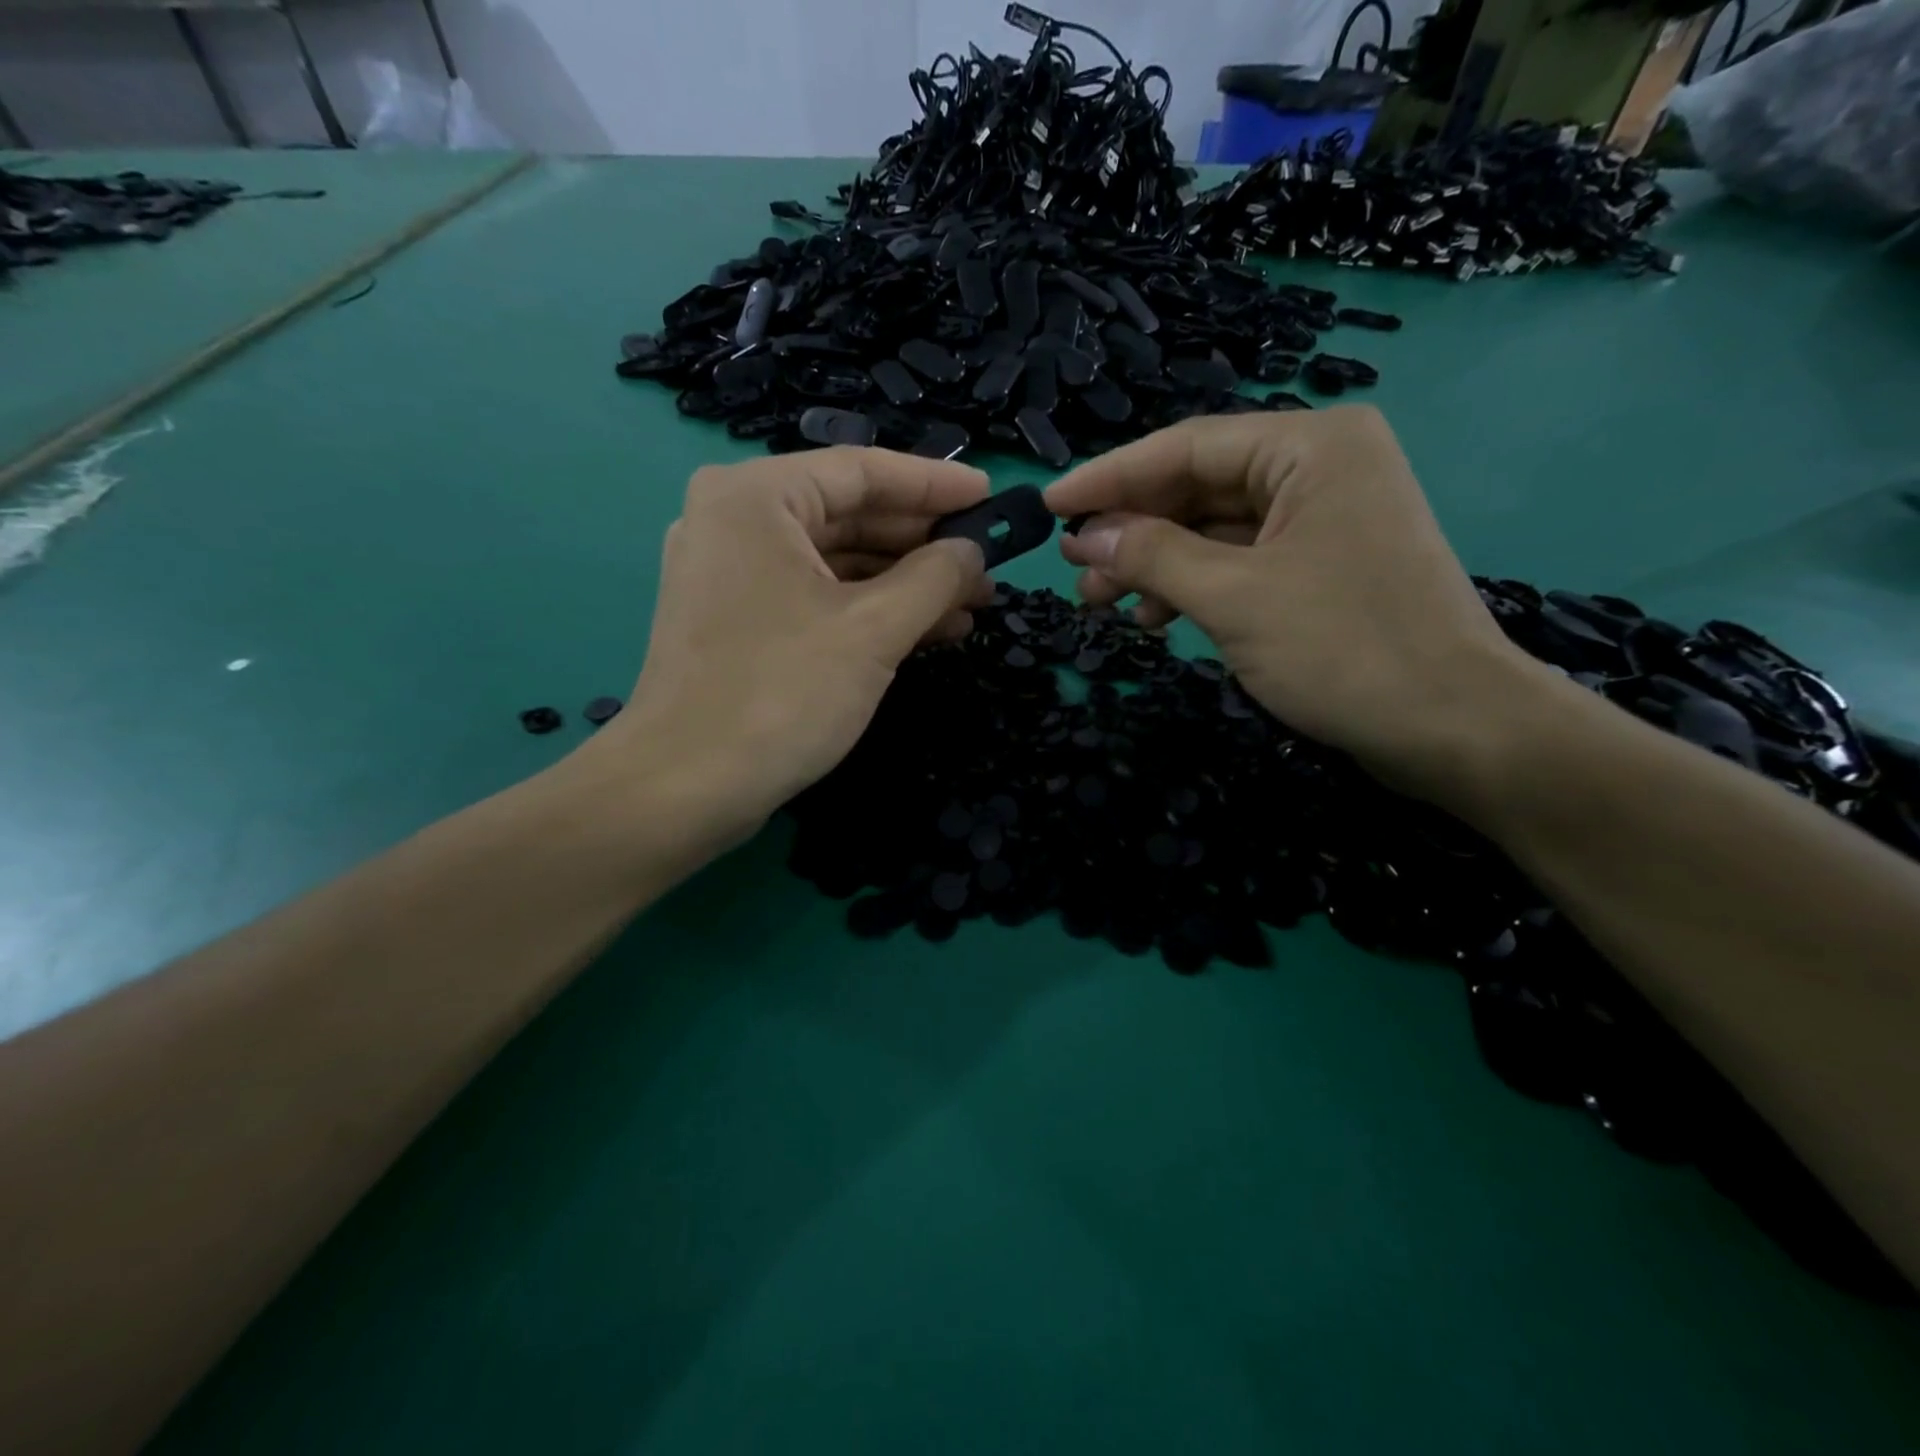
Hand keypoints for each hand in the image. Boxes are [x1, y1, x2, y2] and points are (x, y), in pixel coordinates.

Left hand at [589, 447, 989, 841]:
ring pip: (836, 562)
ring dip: (905, 584)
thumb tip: (972, 553)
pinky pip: (816, 596)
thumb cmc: (781, 693)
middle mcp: (736, 520)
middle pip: (850, 515)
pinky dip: (869, 611)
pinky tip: (926, 632)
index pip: (863, 471)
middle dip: (924, 545)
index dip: (936, 484)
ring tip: (971, 607)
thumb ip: (935, 578)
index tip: (990, 496)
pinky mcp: (738, 620)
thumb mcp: (874, 630)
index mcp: (757, 496)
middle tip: (987, 566)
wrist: (685, 787)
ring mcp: (732, 573)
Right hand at [1044, 406, 1535, 788]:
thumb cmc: (1343, 648)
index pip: (1186, 447)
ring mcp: (1323, 519)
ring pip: (1214, 530)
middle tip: (1073, 570)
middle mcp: (1320, 467)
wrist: (1453, 728)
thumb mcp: (1232, 597)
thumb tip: (1084, 535)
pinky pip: (1240, 562)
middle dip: (1132, 531)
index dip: (1110, 477)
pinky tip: (1156, 619)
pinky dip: (1194, 587)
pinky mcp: (1322, 566)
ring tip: (1100, 605)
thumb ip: (1150, 556)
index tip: (1051, 504)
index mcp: (1311, 446)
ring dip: (1155, 565)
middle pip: (1198, 488)